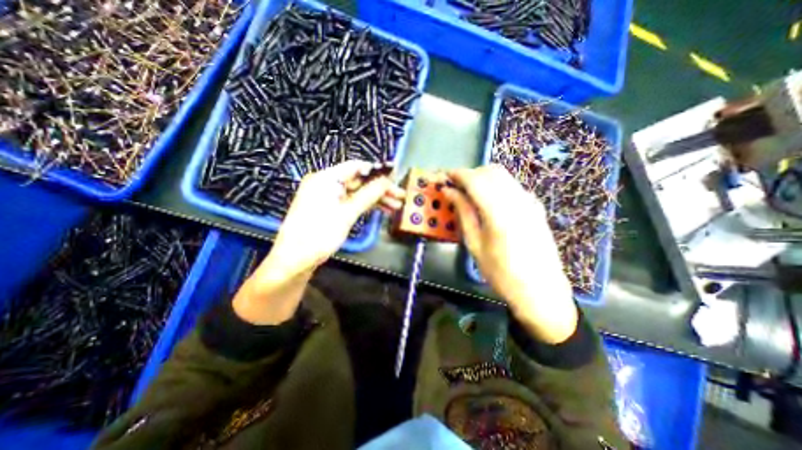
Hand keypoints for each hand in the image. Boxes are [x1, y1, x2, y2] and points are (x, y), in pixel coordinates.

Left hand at [235, 162, 404, 323]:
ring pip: (356, 193)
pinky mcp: (329, 209)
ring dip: (375, 199)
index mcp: (325, 178)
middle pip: (358, 181)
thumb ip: (368, 195)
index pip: (356, 167)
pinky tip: (380, 210)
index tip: (395, 178)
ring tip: (395, 207)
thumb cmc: (319, 234)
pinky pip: (350, 202)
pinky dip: (365, 206)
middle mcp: (325, 183)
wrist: (295, 261)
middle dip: (380, 189)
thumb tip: (387, 181)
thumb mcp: (347, 213)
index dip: (377, 172)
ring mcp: (327, 197)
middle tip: (400, 197)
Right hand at [445, 166, 576, 343]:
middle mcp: (518, 200)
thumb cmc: (501, 273)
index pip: (475, 180)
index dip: (457, 174)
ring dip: (482, 178)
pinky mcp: (535, 206)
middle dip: (470, 174)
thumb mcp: (475, 245)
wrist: (541, 290)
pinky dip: (495, 185)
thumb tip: (450, 192)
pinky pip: (512, 185)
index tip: (444, 177)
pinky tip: (488, 201)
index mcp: (499, 212)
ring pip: (503, 175)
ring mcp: (530, 201)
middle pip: (490, 171)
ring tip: (468, 193)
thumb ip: (463, 213)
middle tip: (455, 187)